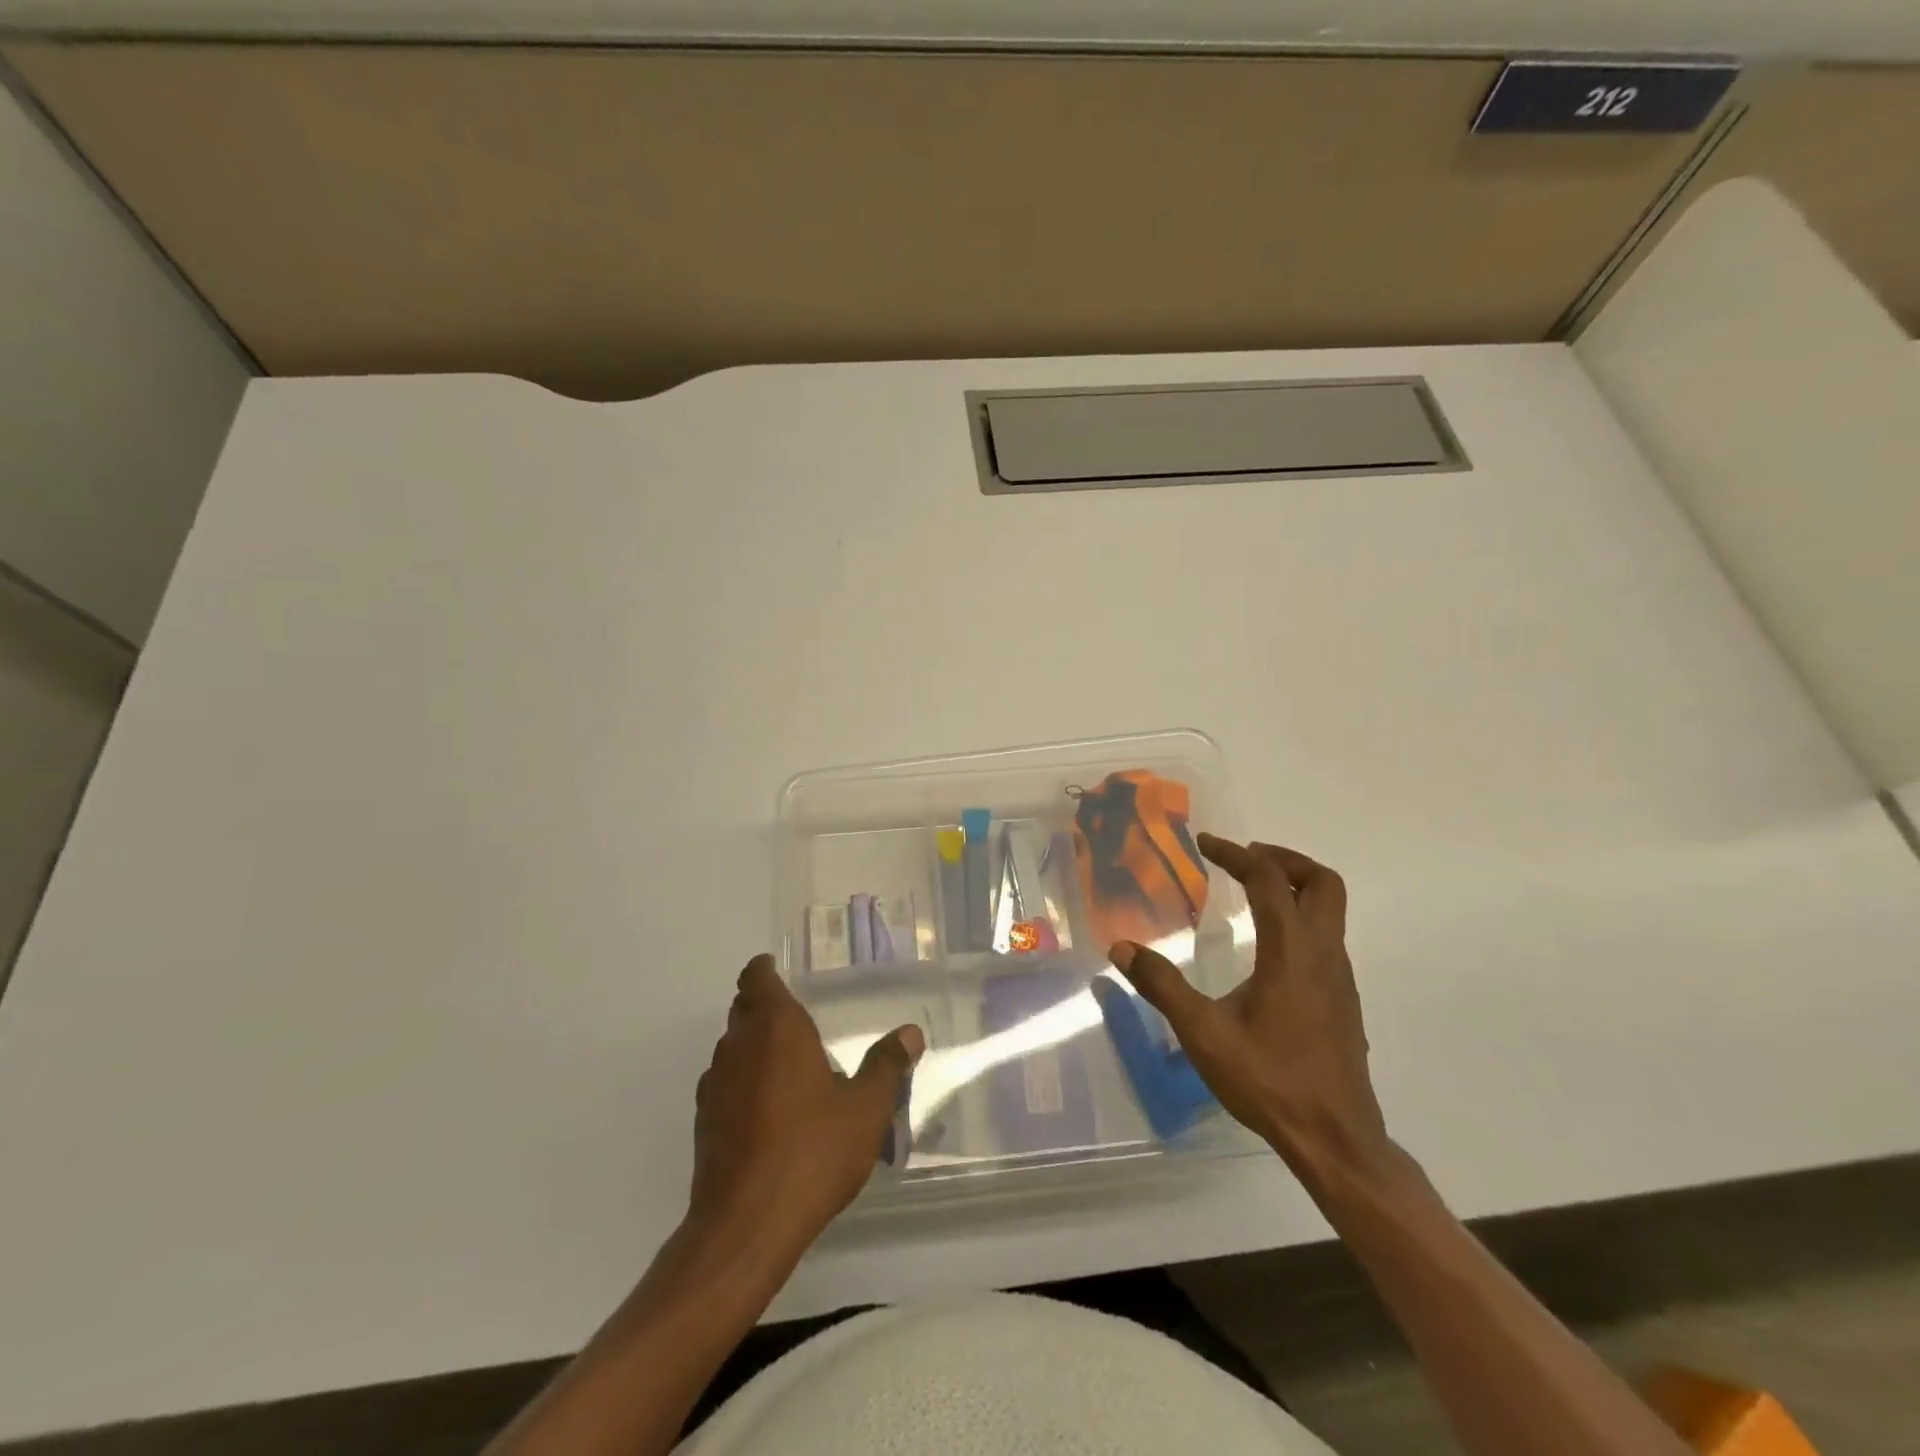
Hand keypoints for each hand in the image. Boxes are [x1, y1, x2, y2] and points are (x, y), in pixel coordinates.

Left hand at [687, 955, 923, 1256]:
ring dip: (753, 1045)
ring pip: (732, 1047)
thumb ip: (887, 1066)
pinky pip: (725, 1083)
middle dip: (763, 1006)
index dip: (764, 970)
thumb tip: (909, 1033)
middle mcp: (739, 1046)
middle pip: (743, 1010)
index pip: (756, 978)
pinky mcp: (704, 1122)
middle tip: (796, 1017)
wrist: (746, 1226)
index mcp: (776, 1028)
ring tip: (787, 1063)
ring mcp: (715, 1085)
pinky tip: (769, 1108)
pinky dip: (743, 1081)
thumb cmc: (812, 1152)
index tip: (777, 969)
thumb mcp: (866, 1109)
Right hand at [1109, 835, 1388, 1184]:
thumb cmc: (1269, 1081)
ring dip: (1294, 886)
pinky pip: (1327, 936)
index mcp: (1291, 953)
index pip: (1269, 881)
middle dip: (1283, 859)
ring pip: (1330, 909)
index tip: (1206, 844)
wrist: (1335, 1139)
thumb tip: (1121, 947)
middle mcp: (1323, 955)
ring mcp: (1339, 977)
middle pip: (1322, 882)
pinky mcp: (1342, 999)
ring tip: (1250, 892)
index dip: (1236, 855)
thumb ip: (1162, 986)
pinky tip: (1267, 947)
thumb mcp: (1204, 1034)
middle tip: (1243, 859)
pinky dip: (1299, 917)